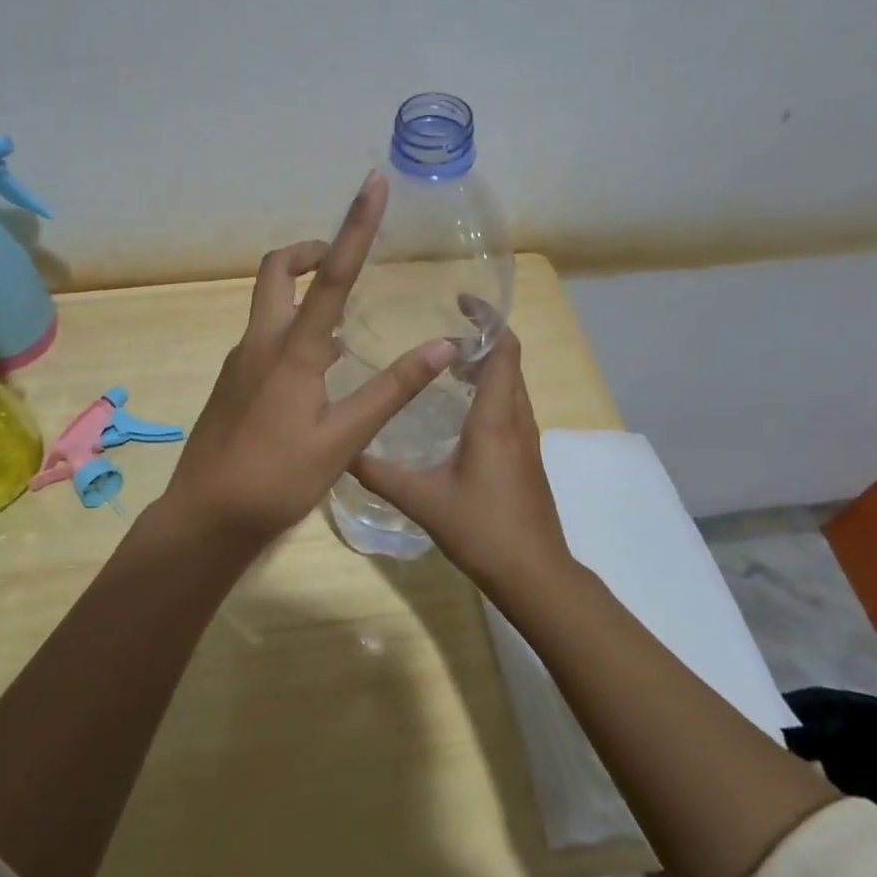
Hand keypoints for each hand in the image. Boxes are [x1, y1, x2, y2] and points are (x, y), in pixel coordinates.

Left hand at [162, 172, 459, 543]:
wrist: (205, 516)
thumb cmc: (278, 479)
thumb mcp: (343, 438)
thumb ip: (391, 390)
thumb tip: (442, 346)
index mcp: (292, 350)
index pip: (331, 275)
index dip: (355, 226)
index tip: (371, 185)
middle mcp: (260, 342)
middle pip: (277, 271)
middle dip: (309, 252)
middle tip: (342, 260)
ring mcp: (240, 361)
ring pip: (268, 304)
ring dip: (302, 292)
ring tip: (344, 316)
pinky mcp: (232, 382)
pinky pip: (264, 336)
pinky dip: (292, 328)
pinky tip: (318, 369)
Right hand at [349, 329, 574, 593]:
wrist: (534, 575)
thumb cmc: (482, 530)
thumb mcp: (422, 500)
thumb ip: (379, 473)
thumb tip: (342, 449)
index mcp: (494, 419)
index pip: (503, 350)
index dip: (487, 319)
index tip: (460, 301)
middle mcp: (516, 419)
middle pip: (509, 361)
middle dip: (481, 338)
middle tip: (439, 334)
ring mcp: (526, 439)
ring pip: (511, 384)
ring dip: (485, 364)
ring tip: (444, 365)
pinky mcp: (526, 456)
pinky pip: (510, 405)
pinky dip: (489, 390)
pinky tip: (457, 410)